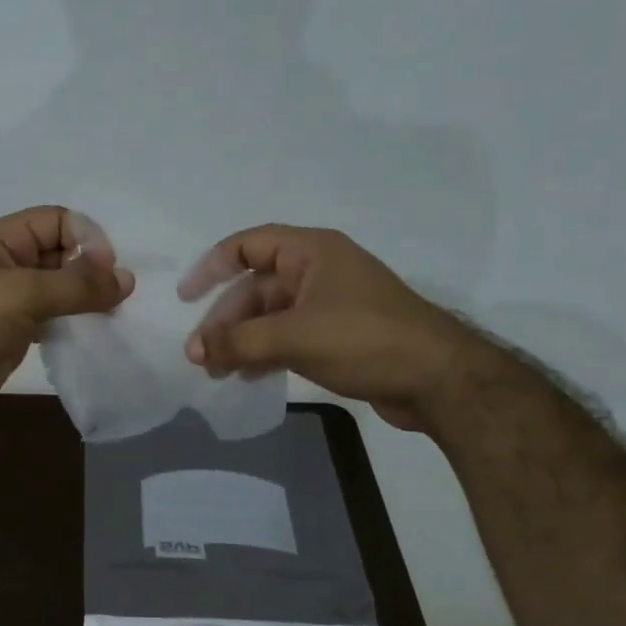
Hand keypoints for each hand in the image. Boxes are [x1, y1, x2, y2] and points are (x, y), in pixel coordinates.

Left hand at [0, 207, 134, 426]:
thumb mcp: (23, 293)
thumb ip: (76, 285)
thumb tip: (126, 279)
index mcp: (4, 239)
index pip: (58, 220)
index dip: (86, 238)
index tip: (106, 270)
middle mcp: (11, 263)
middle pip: (64, 252)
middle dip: (93, 269)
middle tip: (118, 296)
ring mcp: (15, 298)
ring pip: (64, 287)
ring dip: (88, 298)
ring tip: (113, 315)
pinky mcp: (20, 330)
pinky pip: (58, 316)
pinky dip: (77, 321)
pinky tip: (95, 333)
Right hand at [179, 225, 483, 431]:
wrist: (439, 380)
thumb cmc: (364, 340)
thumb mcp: (294, 337)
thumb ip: (238, 342)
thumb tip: (192, 350)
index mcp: (311, 252)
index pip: (247, 245)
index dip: (211, 268)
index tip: (187, 299)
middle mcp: (318, 271)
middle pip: (255, 287)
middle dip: (225, 320)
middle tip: (201, 355)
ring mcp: (329, 304)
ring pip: (270, 316)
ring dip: (242, 340)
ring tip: (218, 372)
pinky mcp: (338, 335)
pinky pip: (288, 336)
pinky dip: (265, 352)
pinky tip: (248, 376)